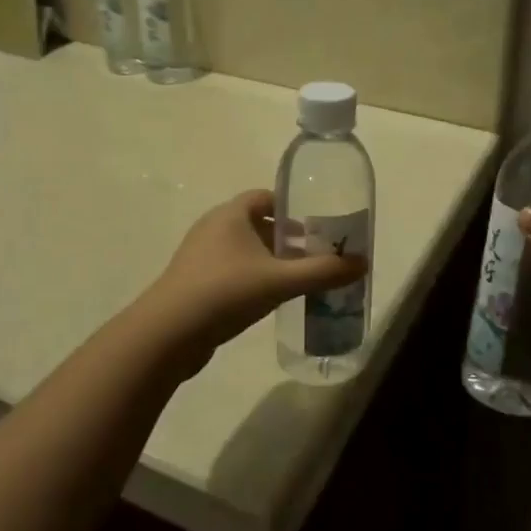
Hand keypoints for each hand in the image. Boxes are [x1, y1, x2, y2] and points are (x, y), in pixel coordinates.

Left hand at [144, 189, 367, 354]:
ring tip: (296, 278)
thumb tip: (362, 263)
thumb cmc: (226, 293)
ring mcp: (199, 255)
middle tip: (314, 254)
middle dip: (285, 237)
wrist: (168, 333)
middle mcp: (213, 227)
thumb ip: (323, 272)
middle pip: (256, 223)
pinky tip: (268, 298)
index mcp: (231, 214)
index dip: (291, 208)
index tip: (316, 225)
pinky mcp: (193, 281)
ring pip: (243, 248)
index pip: (265, 197)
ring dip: (269, 259)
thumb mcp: (280, 281)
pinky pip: (230, 269)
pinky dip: (251, 276)